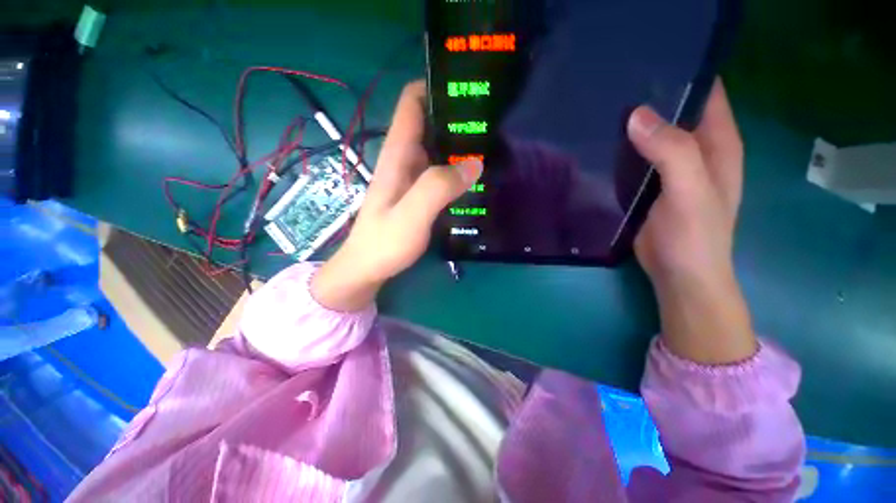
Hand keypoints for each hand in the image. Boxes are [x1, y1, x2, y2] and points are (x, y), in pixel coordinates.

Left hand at [312, 81, 482, 310]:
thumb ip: (437, 188)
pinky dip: (458, 169)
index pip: (412, 102)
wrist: (368, 268)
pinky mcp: (419, 194)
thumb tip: (474, 163)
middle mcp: (405, 159)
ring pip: (439, 148)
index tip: (468, 87)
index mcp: (398, 154)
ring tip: (493, 146)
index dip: (436, 86)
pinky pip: (441, 172)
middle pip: (431, 123)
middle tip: (493, 121)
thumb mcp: (410, 215)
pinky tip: (476, 176)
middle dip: (458, 117)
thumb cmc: (384, 243)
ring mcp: (412, 178)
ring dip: (461, 144)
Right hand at [628, 79, 756, 363]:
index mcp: (717, 144)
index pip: (707, 94)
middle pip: (676, 112)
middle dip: (651, 98)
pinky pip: (636, 159)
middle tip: (613, 86)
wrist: (679, 275)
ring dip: (633, 125)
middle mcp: (696, 151)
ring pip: (652, 135)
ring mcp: (670, 170)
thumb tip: (637, 115)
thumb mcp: (691, 192)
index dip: (684, 74)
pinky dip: (622, 150)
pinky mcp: (648, 187)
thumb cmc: (695, 237)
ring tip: (601, 111)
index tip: (648, 63)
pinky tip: (601, 145)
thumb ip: (672, 153)